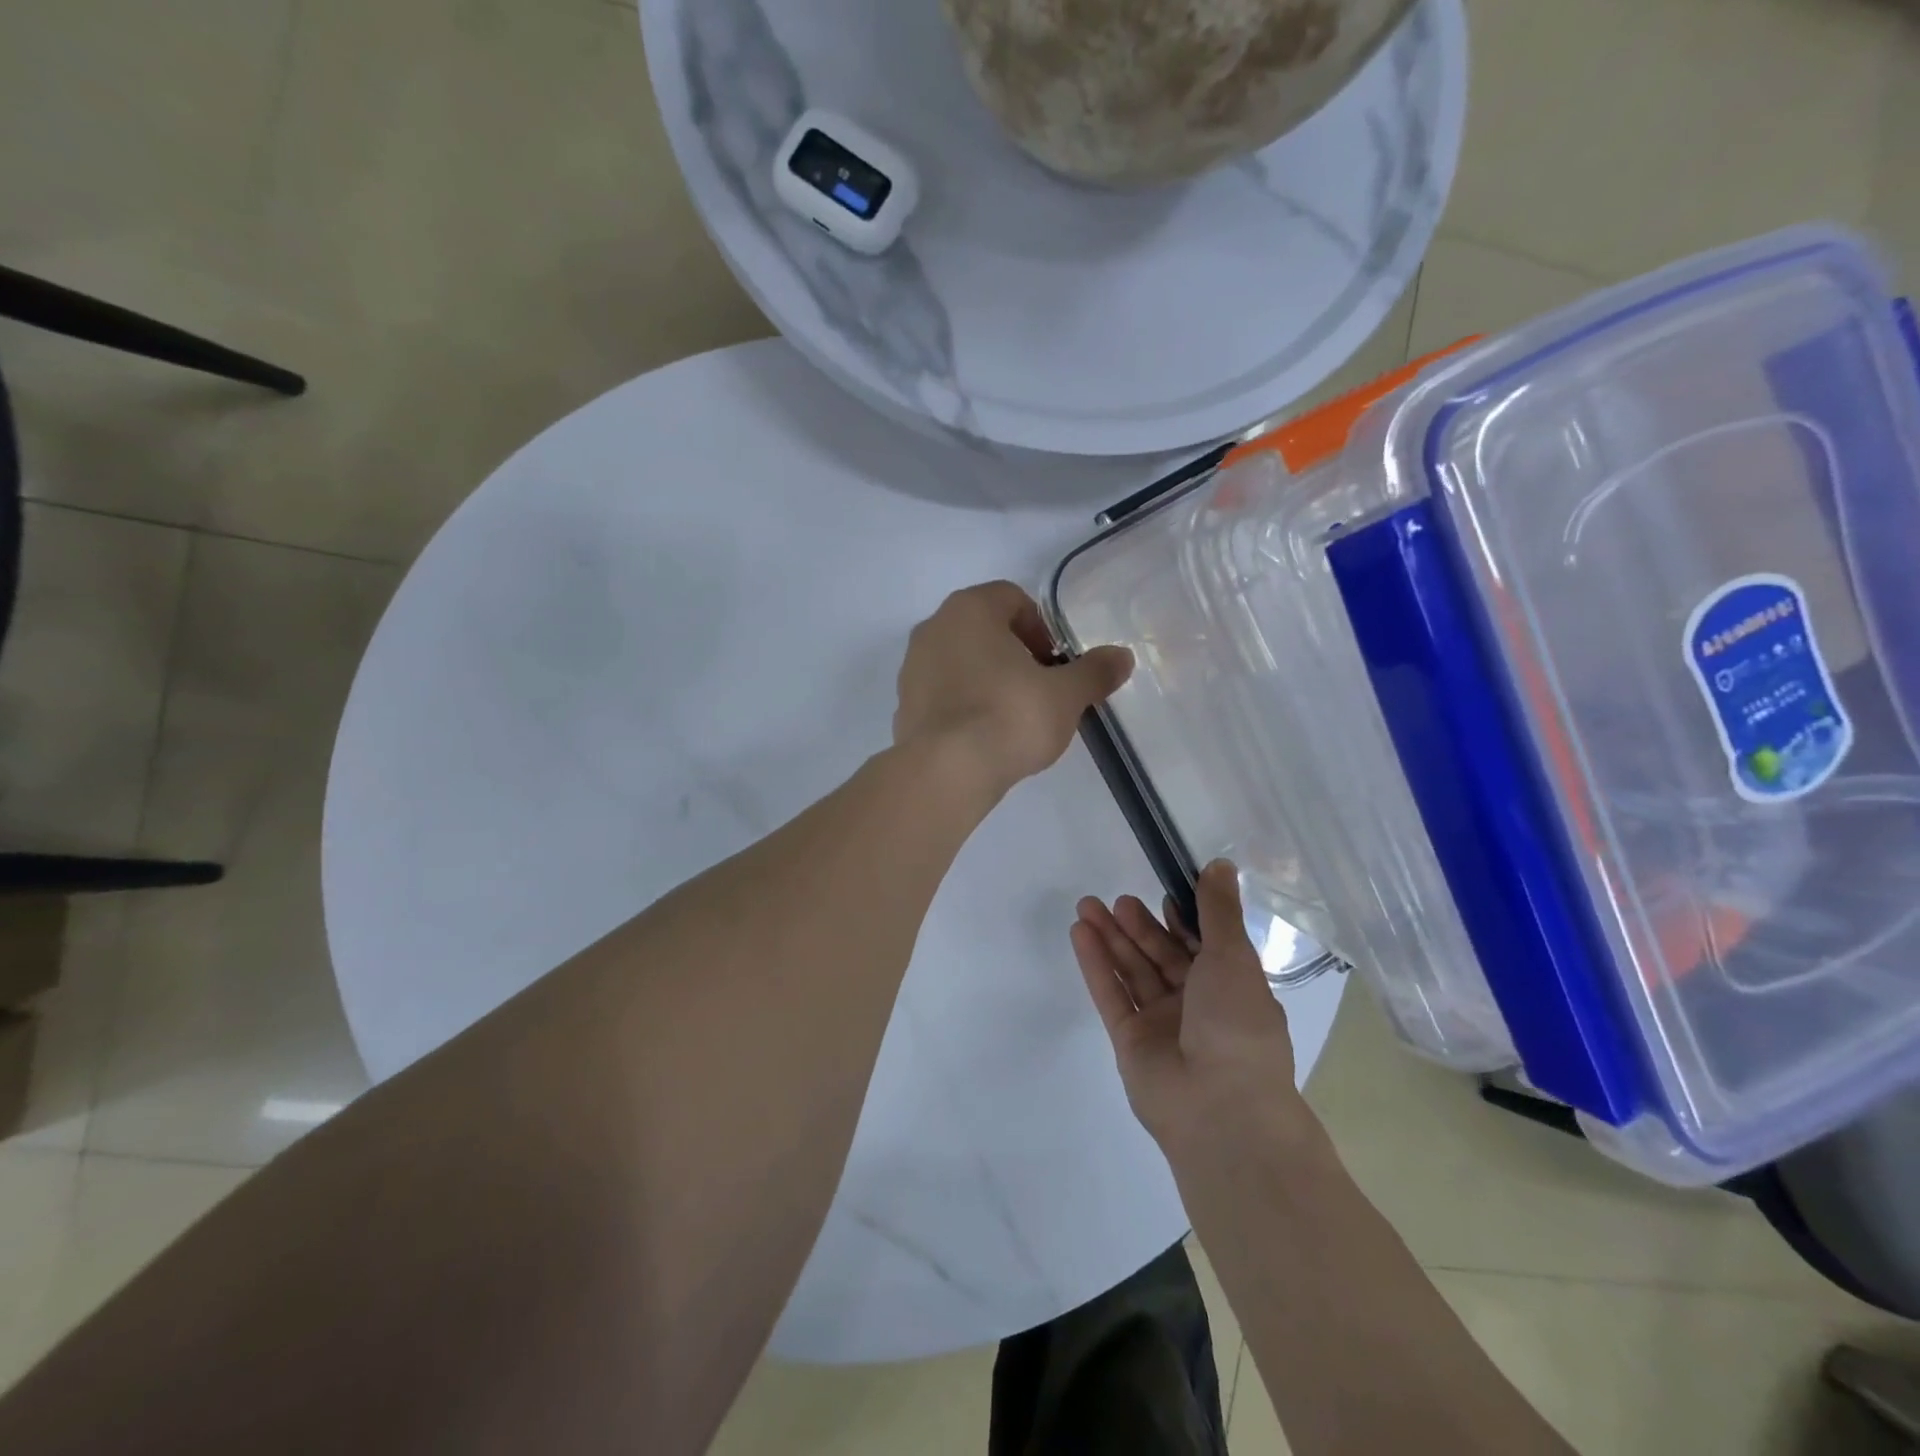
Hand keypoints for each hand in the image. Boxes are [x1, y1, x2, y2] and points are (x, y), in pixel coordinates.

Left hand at [894, 581, 1132, 798]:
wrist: (946, 771)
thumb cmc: (1009, 716)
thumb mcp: (1065, 695)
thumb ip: (1094, 672)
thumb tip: (1123, 657)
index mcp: (969, 609)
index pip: (1011, 598)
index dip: (1041, 627)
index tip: (1056, 662)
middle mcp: (933, 628)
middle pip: (984, 630)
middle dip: (1016, 654)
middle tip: (1041, 688)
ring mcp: (911, 668)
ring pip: (961, 662)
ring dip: (989, 679)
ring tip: (1014, 716)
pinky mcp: (903, 706)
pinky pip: (943, 694)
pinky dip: (965, 705)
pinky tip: (985, 736)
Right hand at [1071, 860, 1309, 1158]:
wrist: (1220, 1108)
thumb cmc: (1237, 1025)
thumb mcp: (1233, 957)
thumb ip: (1218, 911)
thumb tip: (1221, 864)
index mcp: (1231, 988)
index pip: (1201, 946)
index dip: (1182, 919)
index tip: (1163, 894)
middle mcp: (1196, 1005)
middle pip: (1161, 957)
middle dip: (1139, 927)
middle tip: (1117, 900)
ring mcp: (1161, 1025)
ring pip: (1133, 972)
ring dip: (1111, 939)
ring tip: (1087, 906)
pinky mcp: (1130, 1041)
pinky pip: (1112, 994)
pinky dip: (1096, 964)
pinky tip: (1080, 933)